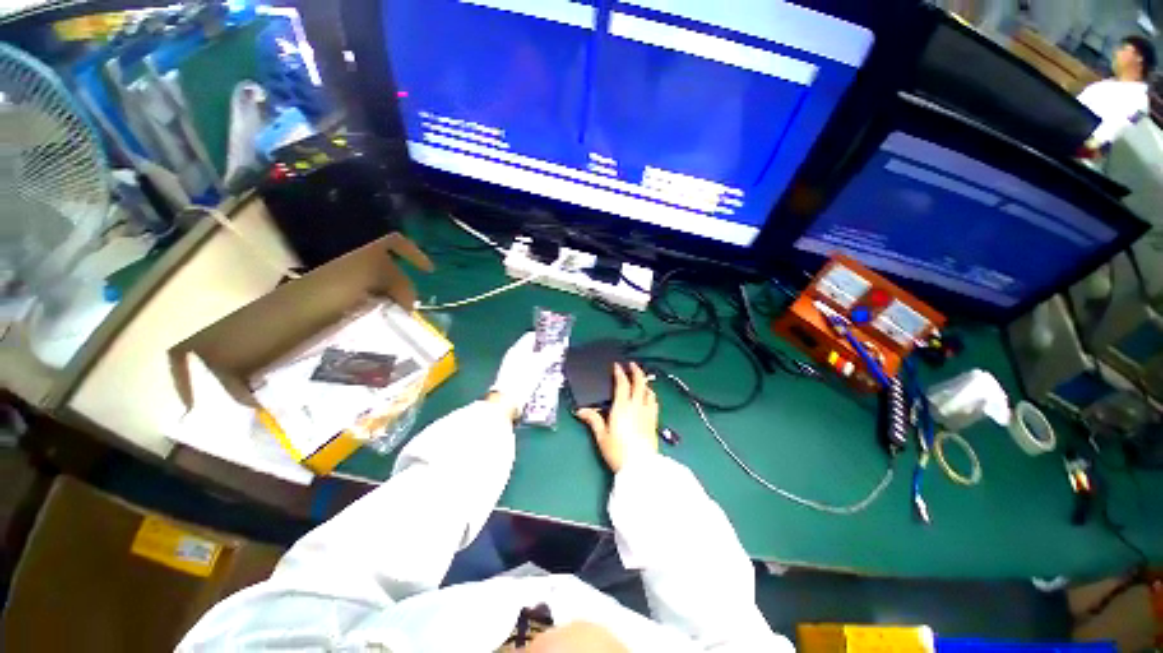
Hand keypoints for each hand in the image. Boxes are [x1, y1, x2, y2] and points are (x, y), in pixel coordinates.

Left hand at [489, 332, 560, 420]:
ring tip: (559, 371)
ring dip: (548, 367)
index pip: (531, 336)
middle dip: (549, 353)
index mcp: (517, 350)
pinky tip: (552, 382)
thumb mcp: (538, 365)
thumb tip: (560, 345)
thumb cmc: (521, 380)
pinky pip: (534, 376)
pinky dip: (543, 377)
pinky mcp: (520, 383)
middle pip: (535, 351)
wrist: (507, 404)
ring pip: (536, 364)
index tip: (557, 339)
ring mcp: (517, 371)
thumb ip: (550, 354)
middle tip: (561, 356)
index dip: (544, 337)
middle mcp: (516, 358)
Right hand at [576, 362, 657, 472]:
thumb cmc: (618, 451)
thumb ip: (593, 420)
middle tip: (632, 364)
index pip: (622, 384)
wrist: (640, 467)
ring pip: (649, 391)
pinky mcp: (654, 421)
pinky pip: (654, 402)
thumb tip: (581, 410)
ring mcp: (647, 413)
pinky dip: (651, 395)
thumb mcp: (601, 436)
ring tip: (640, 379)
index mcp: (622, 407)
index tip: (617, 366)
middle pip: (639, 383)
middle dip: (636, 371)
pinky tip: (649, 397)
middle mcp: (636, 406)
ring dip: (644, 382)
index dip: (620, 372)